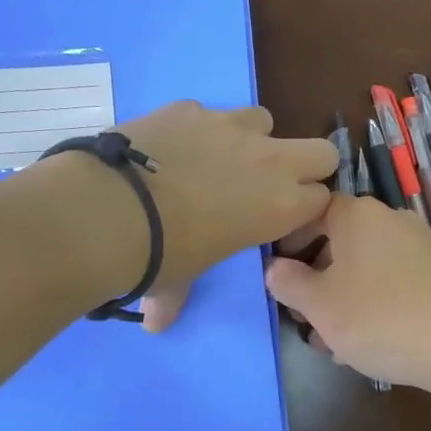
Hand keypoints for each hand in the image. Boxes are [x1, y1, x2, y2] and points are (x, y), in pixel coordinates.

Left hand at [118, 101, 337, 331]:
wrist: (108, 210)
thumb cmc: (160, 257)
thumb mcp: (180, 281)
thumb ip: (177, 298)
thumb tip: (155, 323)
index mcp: (280, 206)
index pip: (322, 199)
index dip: (304, 209)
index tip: (281, 219)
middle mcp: (268, 161)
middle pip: (321, 151)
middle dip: (302, 165)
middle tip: (266, 183)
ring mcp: (230, 126)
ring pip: (264, 120)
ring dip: (250, 139)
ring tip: (214, 159)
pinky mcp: (191, 107)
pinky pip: (208, 113)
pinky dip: (197, 129)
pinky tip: (168, 148)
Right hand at [265, 194, 430, 388]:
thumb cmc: (379, 318)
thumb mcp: (320, 306)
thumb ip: (289, 283)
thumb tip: (274, 269)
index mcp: (358, 215)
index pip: (312, 213)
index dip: (289, 242)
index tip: (277, 274)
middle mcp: (390, 220)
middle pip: (339, 242)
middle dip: (316, 280)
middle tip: (301, 316)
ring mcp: (418, 247)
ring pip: (364, 268)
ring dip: (342, 299)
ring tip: (331, 342)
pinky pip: (391, 282)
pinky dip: (372, 304)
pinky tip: (367, 343)